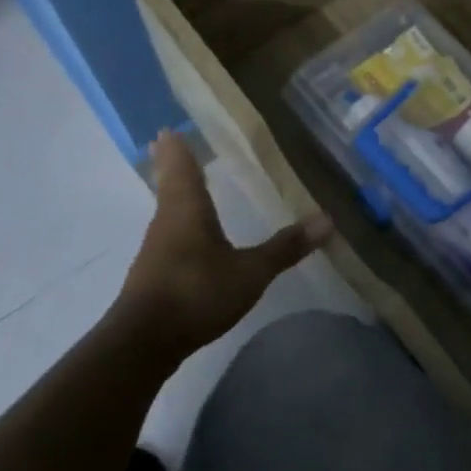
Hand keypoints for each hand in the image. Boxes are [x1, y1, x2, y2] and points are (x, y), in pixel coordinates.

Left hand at [117, 132, 330, 361]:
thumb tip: (327, 219)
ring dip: (175, 193)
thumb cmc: (196, 292)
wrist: (143, 343)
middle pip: (169, 183)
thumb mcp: (250, 272)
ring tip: (187, 183)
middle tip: (168, 142)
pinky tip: (191, 235)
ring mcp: (156, 248)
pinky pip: (169, 234)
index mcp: (187, 208)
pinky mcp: (154, 274)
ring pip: (167, 209)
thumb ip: (285, 247)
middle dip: (172, 164)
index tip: (168, 127)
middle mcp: (167, 220)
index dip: (177, 146)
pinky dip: (179, 223)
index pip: (181, 166)